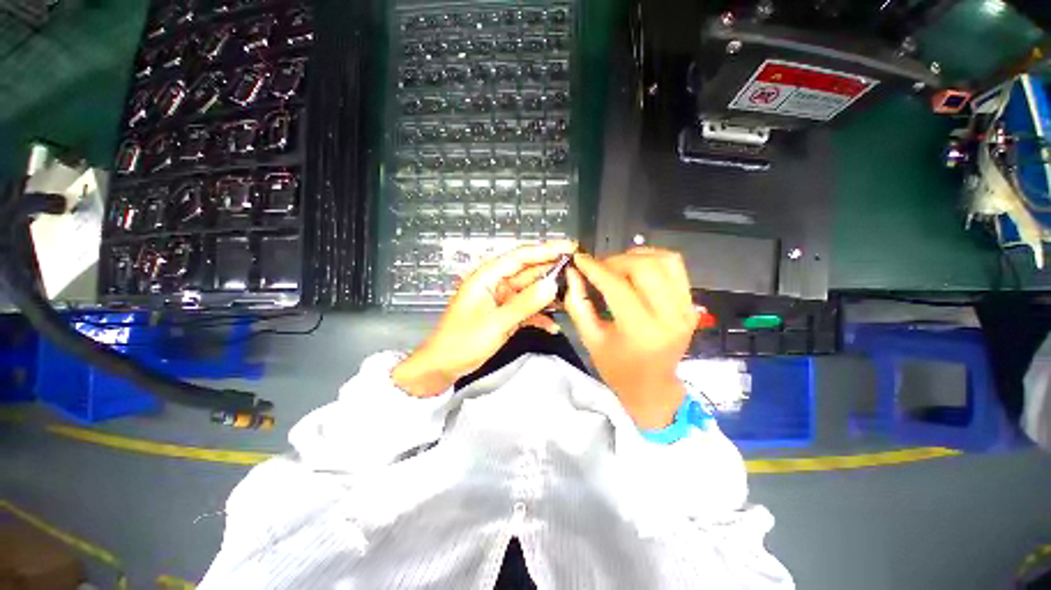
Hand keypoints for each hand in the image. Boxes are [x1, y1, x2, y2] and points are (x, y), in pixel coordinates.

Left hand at [392, 241, 576, 396]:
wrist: (444, 366)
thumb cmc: (463, 341)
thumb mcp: (495, 323)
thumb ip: (524, 304)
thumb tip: (552, 285)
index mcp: (488, 276)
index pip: (520, 256)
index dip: (546, 250)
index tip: (571, 247)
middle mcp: (496, 283)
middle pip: (528, 272)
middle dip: (552, 271)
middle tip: (579, 271)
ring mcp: (501, 299)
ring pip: (530, 291)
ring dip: (549, 294)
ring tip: (573, 295)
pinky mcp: (505, 314)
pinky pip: (526, 310)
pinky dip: (539, 316)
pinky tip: (553, 326)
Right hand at [564, 248, 697, 428]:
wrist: (652, 386)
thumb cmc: (617, 368)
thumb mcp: (590, 338)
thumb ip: (578, 303)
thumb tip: (573, 272)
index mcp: (641, 331)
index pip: (617, 287)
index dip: (595, 269)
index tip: (579, 258)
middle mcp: (670, 317)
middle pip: (645, 267)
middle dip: (615, 260)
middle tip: (598, 267)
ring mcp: (686, 309)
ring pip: (665, 260)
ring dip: (636, 257)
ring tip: (617, 266)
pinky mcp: (691, 304)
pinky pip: (675, 267)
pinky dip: (654, 259)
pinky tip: (636, 268)